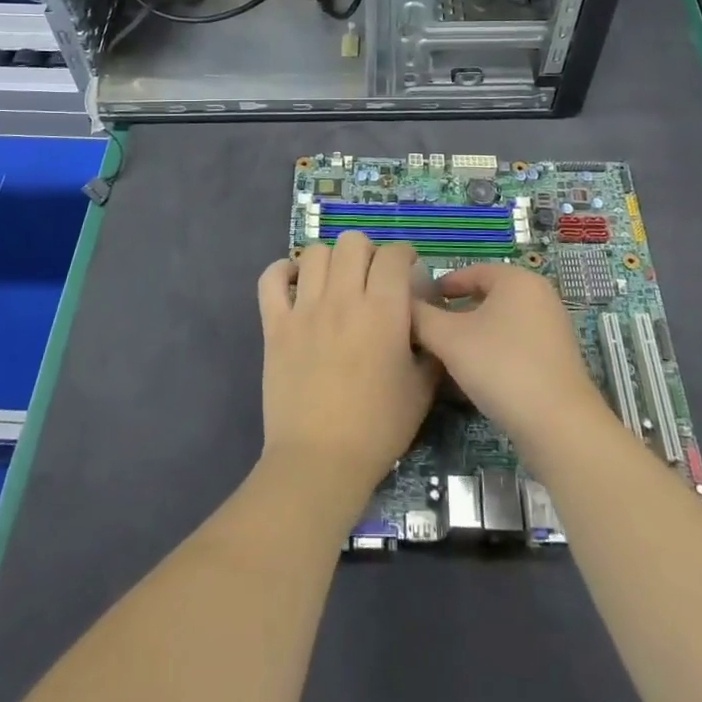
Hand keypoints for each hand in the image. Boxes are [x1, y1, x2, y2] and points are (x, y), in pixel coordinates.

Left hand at [257, 232, 439, 515]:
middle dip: (367, 252)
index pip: (394, 254)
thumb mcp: (422, 388)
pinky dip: (282, 273)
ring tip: (335, 282)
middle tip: (371, 278)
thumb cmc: (378, 427)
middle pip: (352, 242)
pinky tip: (295, 284)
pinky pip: (271, 279)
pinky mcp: (275, 325)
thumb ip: (430, 347)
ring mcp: (304, 309)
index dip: (404, 256)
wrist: (320, 459)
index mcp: (383, 310)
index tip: (406, 272)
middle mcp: (343, 298)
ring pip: (315, 253)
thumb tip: (427, 323)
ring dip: (330, 260)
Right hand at [412, 263, 611, 463]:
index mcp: (517, 280)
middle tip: (426, 334)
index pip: (470, 271)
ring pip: (498, 327)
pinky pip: (513, 349)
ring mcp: (551, 331)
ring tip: (443, 360)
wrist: (558, 426)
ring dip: (469, 340)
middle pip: (485, 299)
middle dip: (453, 316)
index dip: (440, 286)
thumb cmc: (501, 366)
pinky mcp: (555, 362)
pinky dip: (490, 357)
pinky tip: (470, 382)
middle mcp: (539, 297)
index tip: (417, 305)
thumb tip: (402, 304)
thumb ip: (420, 317)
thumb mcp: (448, 339)